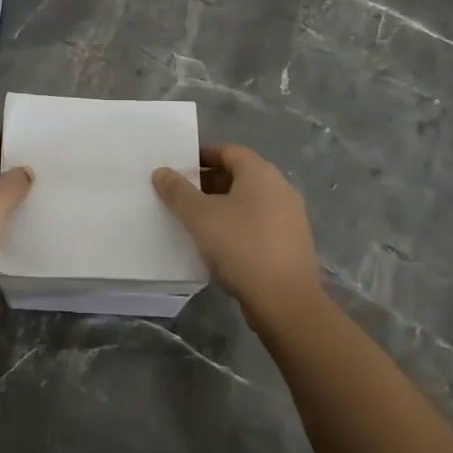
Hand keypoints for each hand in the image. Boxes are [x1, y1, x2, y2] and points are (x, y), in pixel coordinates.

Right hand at [153, 144, 321, 317]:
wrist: (286, 302)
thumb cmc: (241, 247)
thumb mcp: (200, 216)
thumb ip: (177, 191)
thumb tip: (161, 171)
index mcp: (260, 173)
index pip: (228, 151)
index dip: (202, 156)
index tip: (178, 169)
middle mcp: (280, 188)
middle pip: (239, 176)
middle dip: (208, 183)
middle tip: (181, 196)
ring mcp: (290, 218)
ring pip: (248, 202)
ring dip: (222, 207)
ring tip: (195, 222)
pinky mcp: (291, 244)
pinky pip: (258, 225)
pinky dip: (237, 227)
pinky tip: (218, 246)